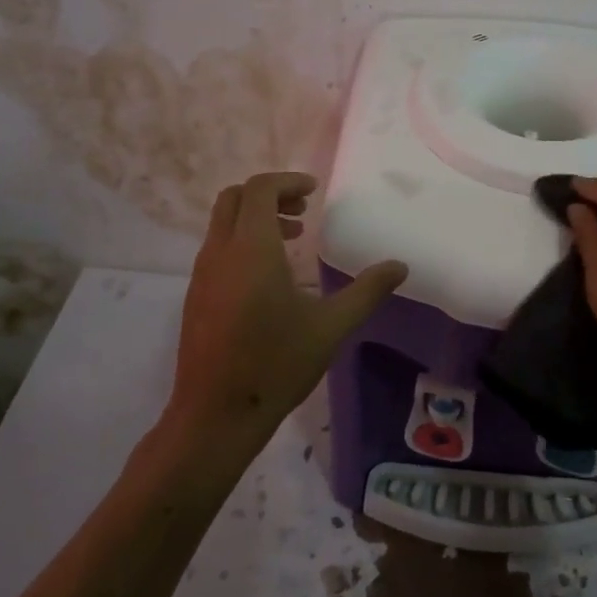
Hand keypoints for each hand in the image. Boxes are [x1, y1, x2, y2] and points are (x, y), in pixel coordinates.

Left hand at [168, 171, 406, 446]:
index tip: (314, 190)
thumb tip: (400, 266)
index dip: (287, 181)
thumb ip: (367, 291)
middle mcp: (220, 253)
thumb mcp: (331, 327)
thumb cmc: (276, 365)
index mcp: (252, 249)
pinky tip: (269, 276)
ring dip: (255, 218)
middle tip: (304, 210)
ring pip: (223, 223)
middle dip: (270, 194)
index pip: (260, 190)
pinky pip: (217, 248)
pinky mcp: (195, 296)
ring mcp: (201, 274)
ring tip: (293, 239)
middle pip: (234, 197)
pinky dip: (242, 241)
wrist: (215, 416)